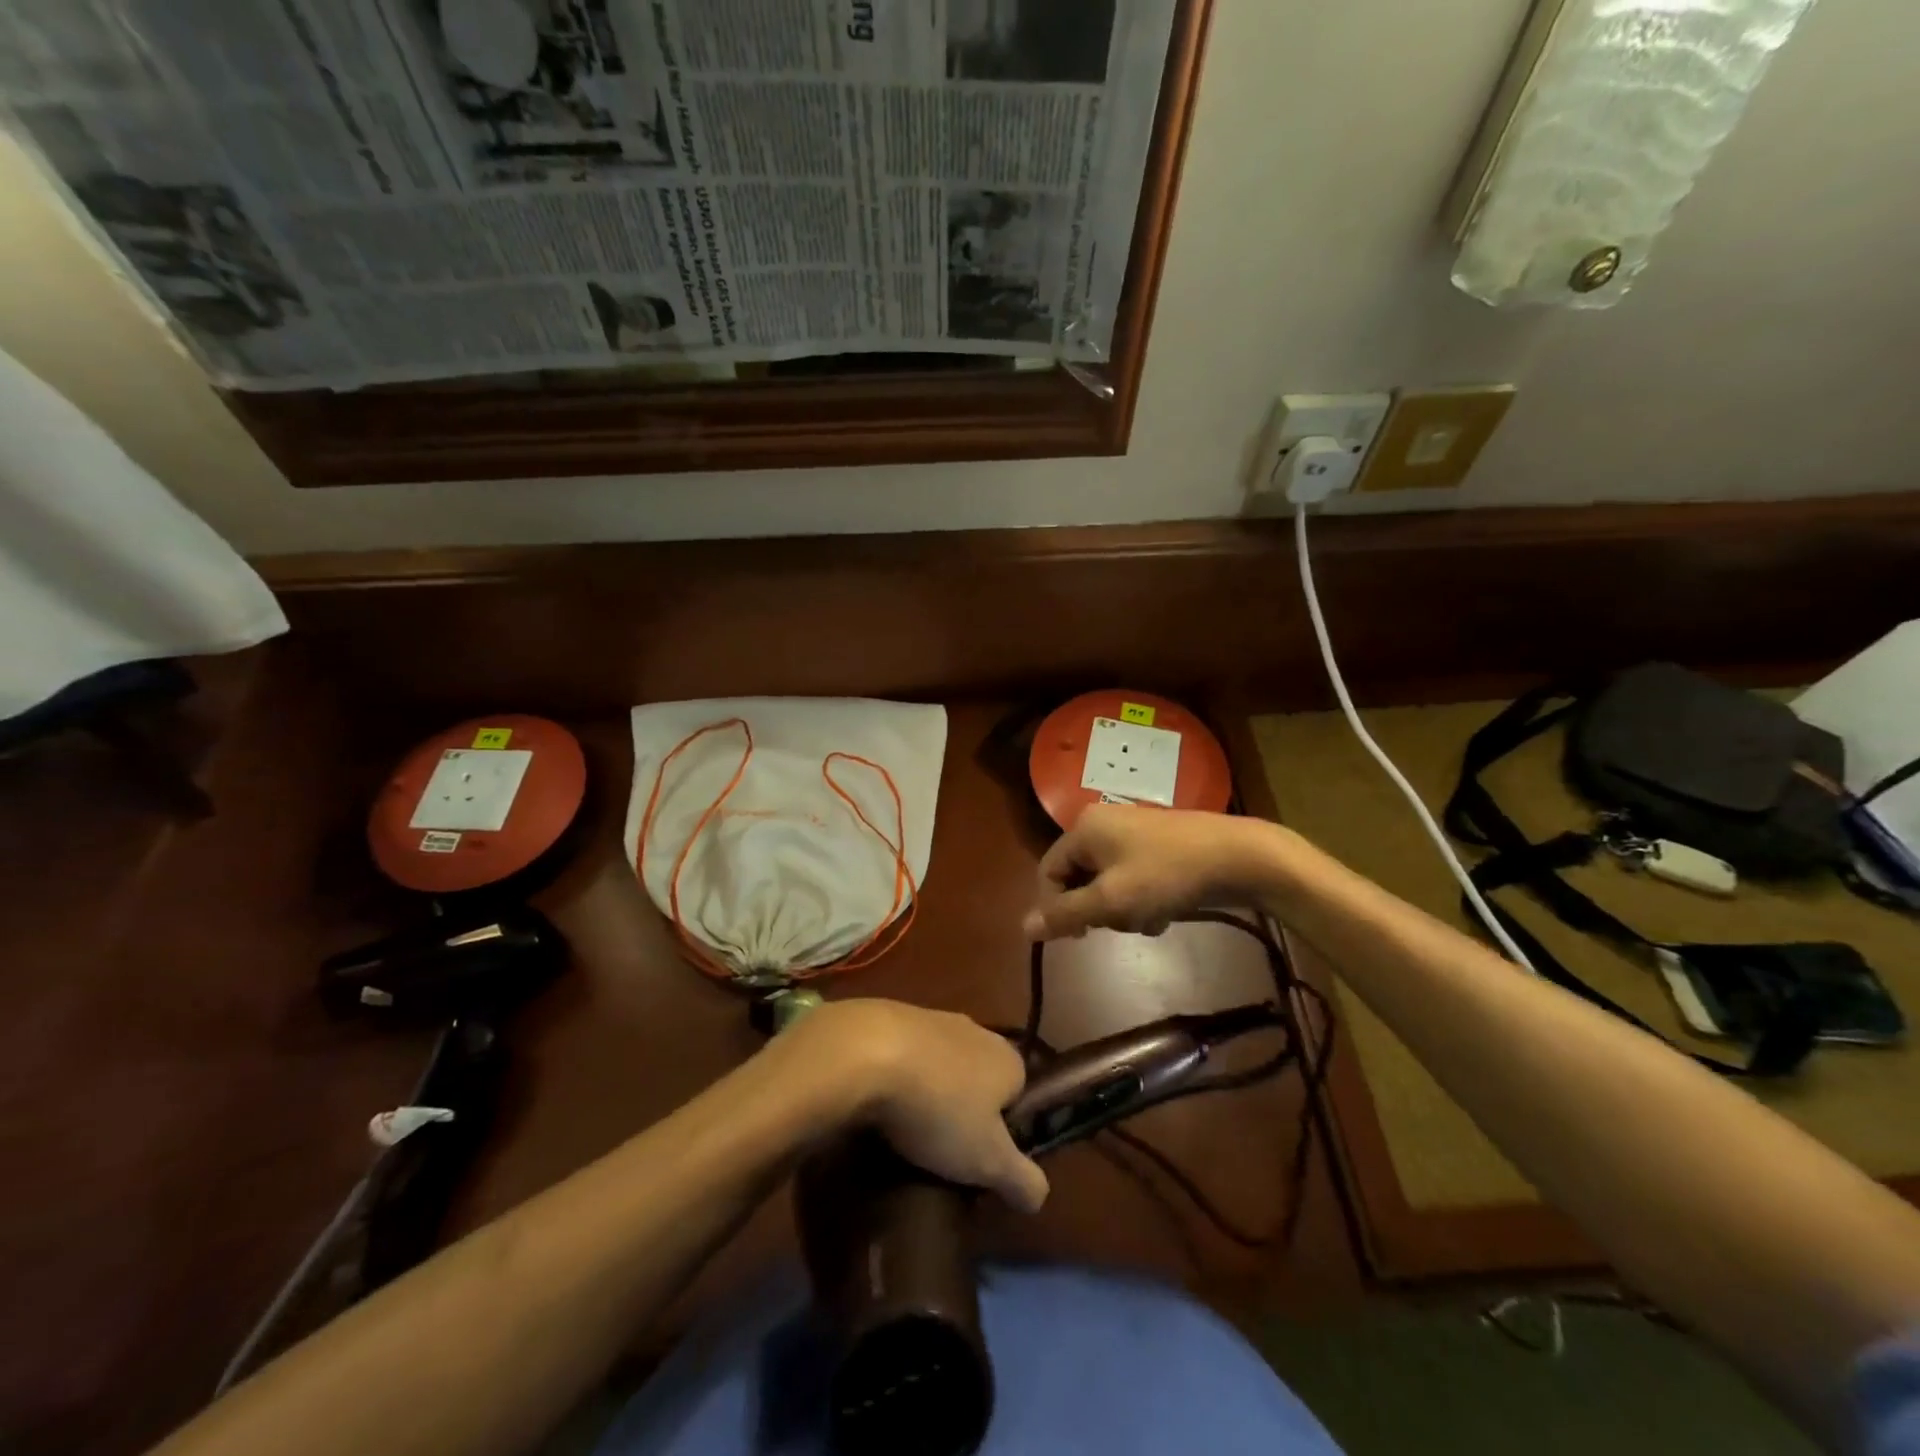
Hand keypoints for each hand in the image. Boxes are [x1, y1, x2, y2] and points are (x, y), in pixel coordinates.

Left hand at [785, 999, 1047, 1213]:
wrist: (867, 1052)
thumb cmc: (939, 1108)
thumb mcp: (988, 1160)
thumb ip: (1021, 1179)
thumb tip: (1041, 1196)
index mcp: (1008, 1059)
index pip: (1019, 1095)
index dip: (1002, 1130)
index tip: (977, 1160)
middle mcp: (977, 1031)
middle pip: (979, 1077)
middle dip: (964, 1108)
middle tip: (942, 1148)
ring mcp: (933, 1018)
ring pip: (941, 1064)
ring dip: (929, 1090)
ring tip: (907, 1129)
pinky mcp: (893, 1015)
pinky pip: (905, 1053)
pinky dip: (898, 1075)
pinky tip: (879, 1101)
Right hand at [1022, 805, 1278, 941]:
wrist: (1238, 857)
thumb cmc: (1167, 876)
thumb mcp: (1111, 901)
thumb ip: (1066, 914)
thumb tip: (1024, 928)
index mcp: (1084, 828)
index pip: (1049, 871)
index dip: (1057, 907)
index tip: (1081, 936)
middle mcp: (1102, 823)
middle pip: (1078, 877)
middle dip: (1097, 908)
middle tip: (1122, 923)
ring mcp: (1131, 831)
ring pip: (1106, 882)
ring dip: (1122, 908)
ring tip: (1150, 919)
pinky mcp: (1156, 843)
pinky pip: (1131, 877)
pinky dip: (1141, 898)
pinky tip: (1164, 912)